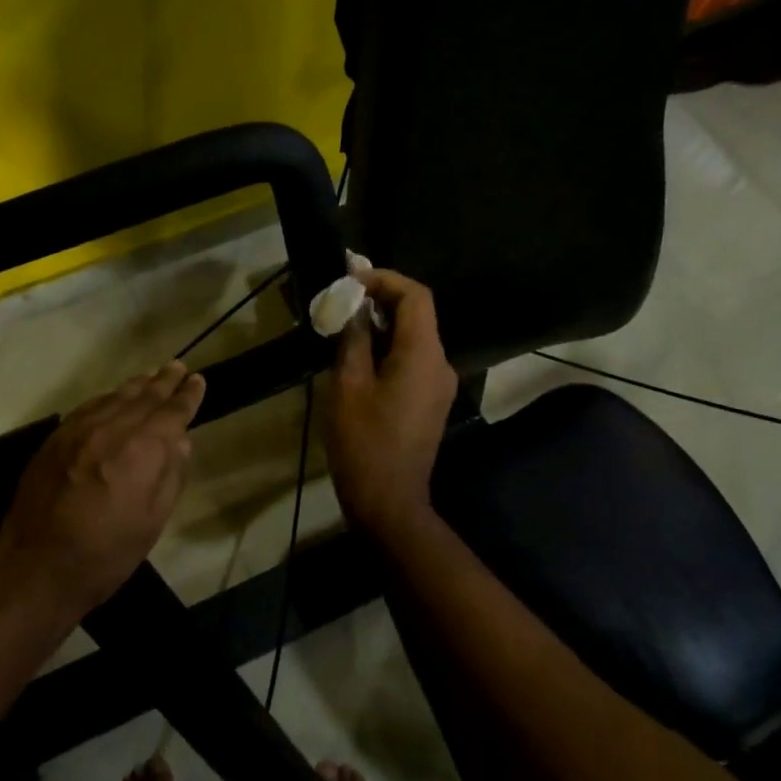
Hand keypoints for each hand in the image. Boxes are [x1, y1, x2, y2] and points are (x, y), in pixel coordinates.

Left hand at [0, 362, 205, 622]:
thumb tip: (180, 440)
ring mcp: (79, 430)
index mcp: (142, 450)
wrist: (35, 570)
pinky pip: (89, 406)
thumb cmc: (106, 556)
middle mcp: (111, 429)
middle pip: (144, 396)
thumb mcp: (153, 522)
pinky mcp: (55, 439)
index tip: (197, 380)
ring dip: (136, 385)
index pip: (172, 411)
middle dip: (164, 381)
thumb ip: (170, 474)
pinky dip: (107, 398)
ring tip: (151, 376)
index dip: (188, 395)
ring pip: (115, 397)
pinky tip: (113, 397)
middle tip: (178, 367)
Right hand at [323, 269, 456, 534]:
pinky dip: (388, 347)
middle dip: (380, 299)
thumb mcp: (348, 385)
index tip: (350, 280)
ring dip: (381, 324)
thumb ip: (353, 339)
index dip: (384, 279)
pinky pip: (413, 359)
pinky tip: (358, 354)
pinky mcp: (431, 400)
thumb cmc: (363, 442)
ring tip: (343, 324)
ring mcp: (439, 384)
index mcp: (423, 355)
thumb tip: (353, 306)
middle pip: (417, 314)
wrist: (388, 501)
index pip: (416, 296)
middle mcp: (440, 364)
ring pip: (414, 337)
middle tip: (340, 298)